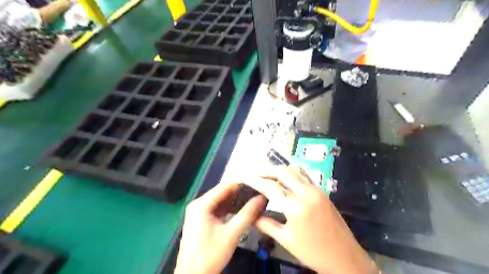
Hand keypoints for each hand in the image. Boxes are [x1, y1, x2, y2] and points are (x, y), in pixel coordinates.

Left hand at [173, 182, 266, 273]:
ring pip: (220, 201)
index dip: (242, 184)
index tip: (258, 184)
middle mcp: (198, 205)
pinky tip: (241, 211)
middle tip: (257, 193)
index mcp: (202, 204)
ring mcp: (198, 213)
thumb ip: (248, 213)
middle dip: (240, 193)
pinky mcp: (201, 221)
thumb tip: (261, 198)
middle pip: (222, 193)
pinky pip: (217, 210)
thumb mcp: (232, 233)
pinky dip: (228, 210)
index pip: (225, 186)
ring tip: (253, 201)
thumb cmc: (210, 255)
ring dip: (235, 202)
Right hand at [244, 167, 376, 273]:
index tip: (246, 179)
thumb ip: (266, 224)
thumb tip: (252, 215)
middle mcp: (306, 193)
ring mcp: (316, 190)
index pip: (271, 187)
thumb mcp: (286, 240)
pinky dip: (291, 173)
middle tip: (255, 174)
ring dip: (280, 170)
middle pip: (283, 172)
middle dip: (267, 170)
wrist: (345, 257)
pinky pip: (304, 175)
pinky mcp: (322, 191)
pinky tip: (285, 179)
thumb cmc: (313, 252)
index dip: (256, 181)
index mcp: (295, 207)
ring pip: (295, 170)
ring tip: (268, 175)